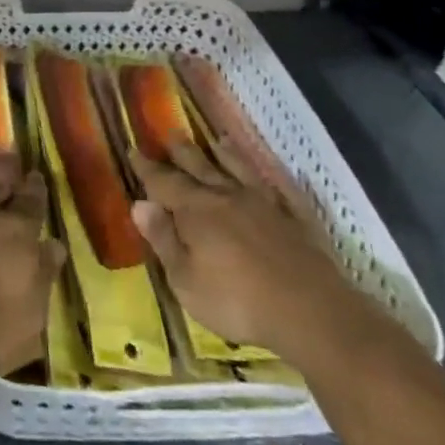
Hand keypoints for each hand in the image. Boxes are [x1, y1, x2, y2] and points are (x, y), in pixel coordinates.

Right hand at [128, 139, 377, 365]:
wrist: (311, 311)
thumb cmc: (236, 301)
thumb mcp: (185, 279)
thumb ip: (163, 239)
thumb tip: (139, 204)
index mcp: (196, 211)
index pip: (163, 182)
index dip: (146, 168)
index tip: (133, 149)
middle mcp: (226, 197)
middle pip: (199, 167)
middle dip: (181, 152)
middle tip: (169, 132)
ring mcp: (263, 205)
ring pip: (238, 170)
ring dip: (225, 154)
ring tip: (216, 139)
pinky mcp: (293, 219)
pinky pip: (277, 189)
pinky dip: (268, 177)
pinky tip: (267, 173)